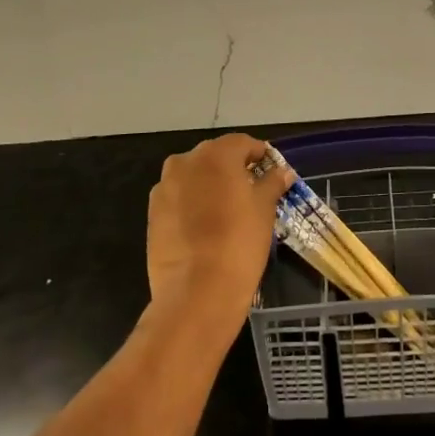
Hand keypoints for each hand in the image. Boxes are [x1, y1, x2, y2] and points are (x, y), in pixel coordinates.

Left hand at [146, 133, 293, 340]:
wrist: (196, 292)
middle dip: (233, 169)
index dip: (259, 155)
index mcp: (216, 154)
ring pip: (194, 177)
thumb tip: (282, 172)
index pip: (243, 143)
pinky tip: (205, 227)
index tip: (270, 172)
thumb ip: (272, 183)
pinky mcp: (152, 213)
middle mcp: (186, 162)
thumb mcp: (264, 210)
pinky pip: (178, 198)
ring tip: (226, 211)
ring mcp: (164, 187)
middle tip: (251, 192)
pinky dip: (192, 204)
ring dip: (210, 185)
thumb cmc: (239, 242)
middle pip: (215, 156)